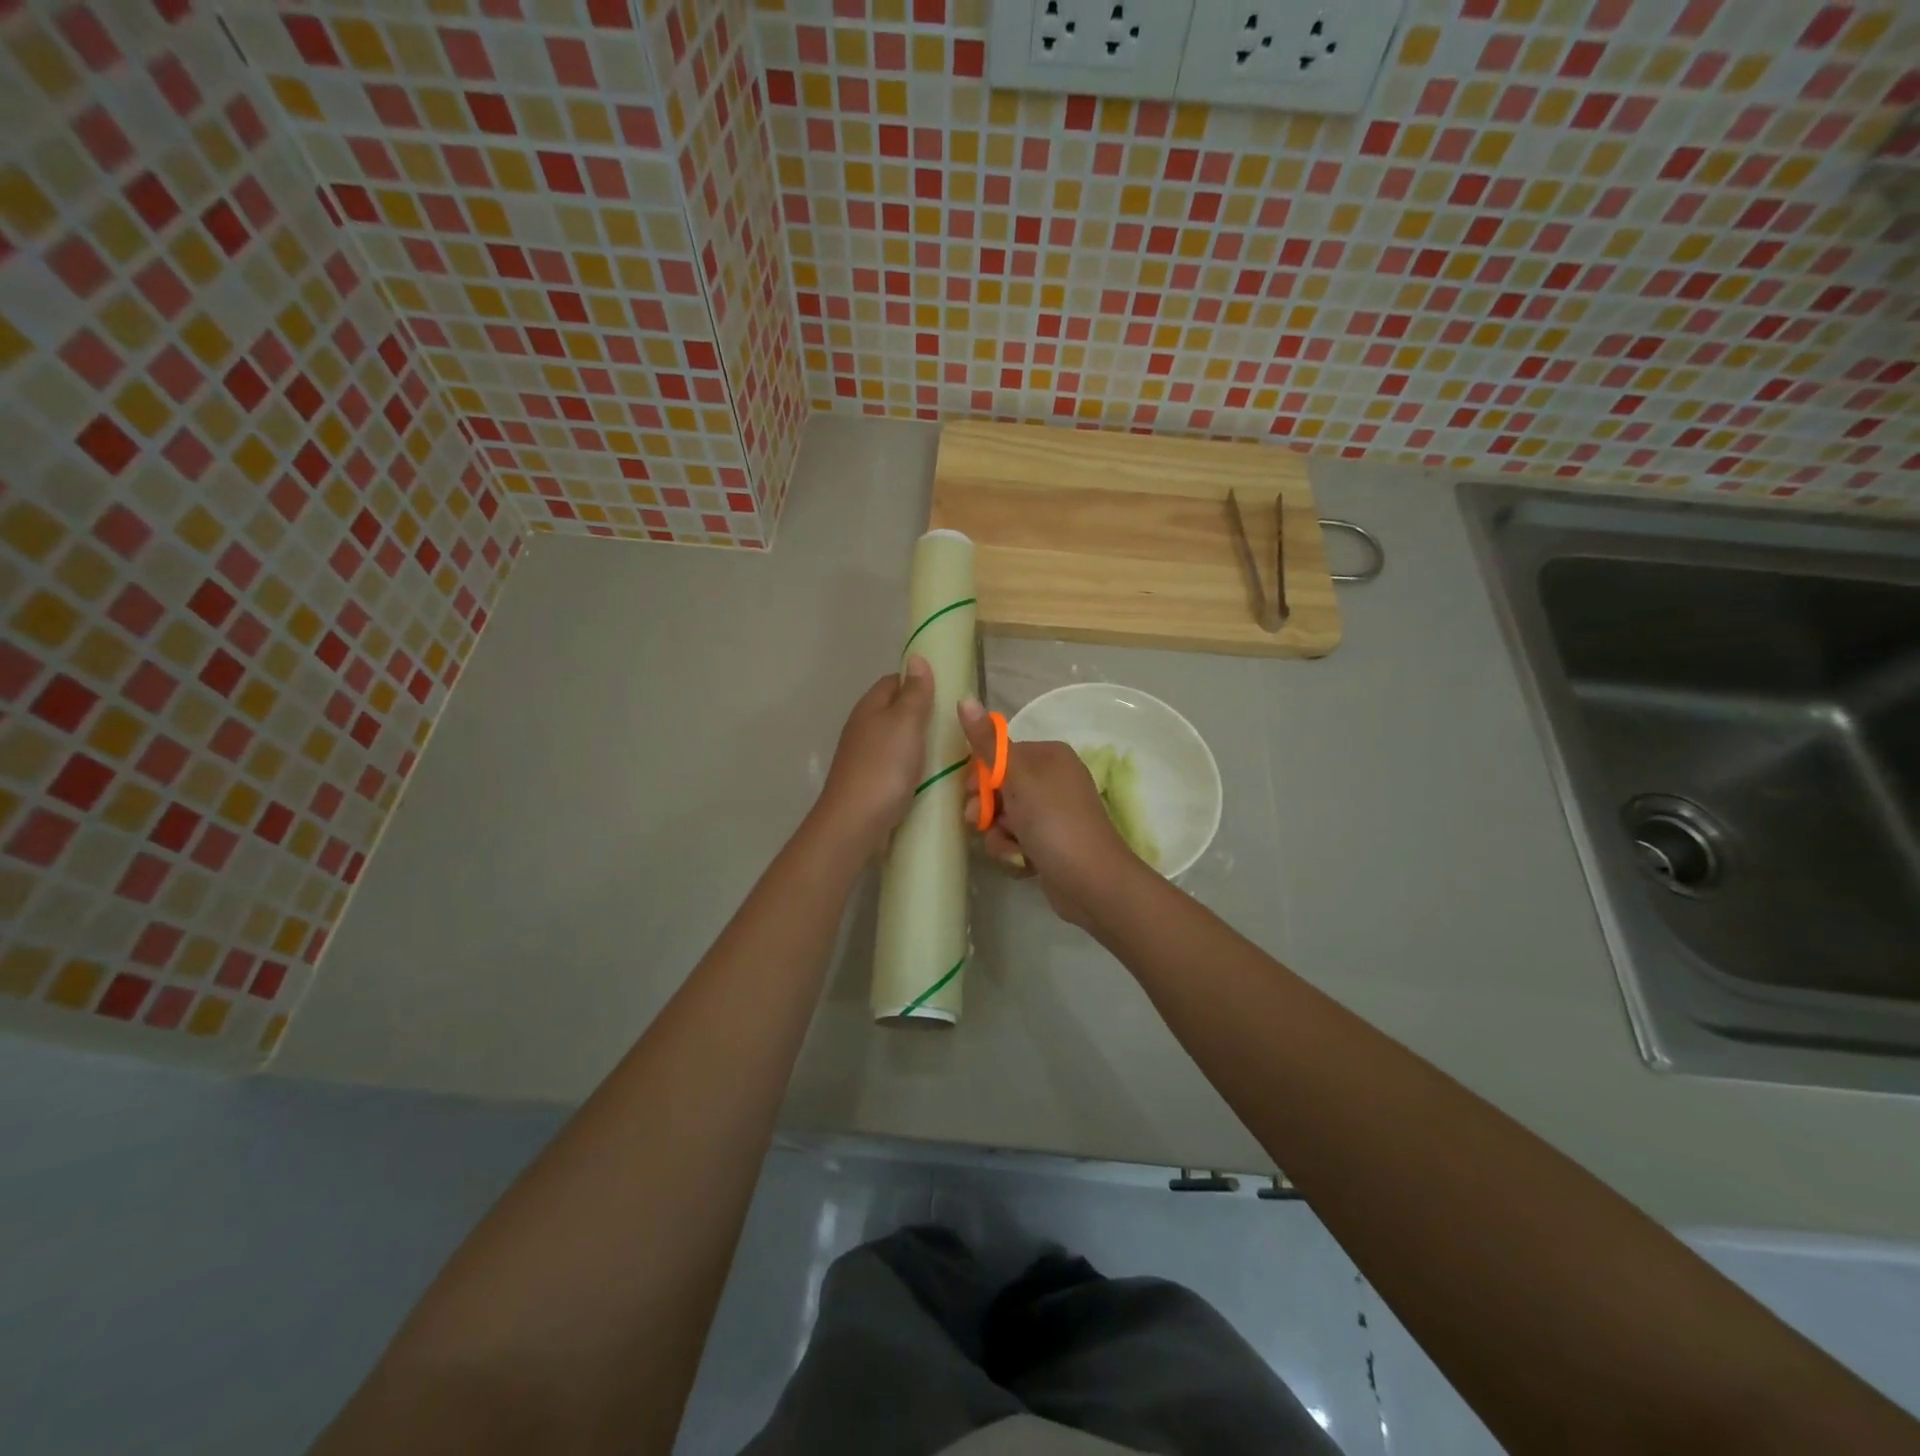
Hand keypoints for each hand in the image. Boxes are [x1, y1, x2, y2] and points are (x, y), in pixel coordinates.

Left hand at [814, 656, 934, 853]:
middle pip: (894, 711)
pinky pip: (894, 765)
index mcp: (869, 707)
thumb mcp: (906, 723)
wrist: (855, 822)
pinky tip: (928, 776)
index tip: (947, 693)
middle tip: (953, 725)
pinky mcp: (868, 782)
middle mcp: (862, 728)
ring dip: (918, 743)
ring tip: (948, 751)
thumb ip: (914, 693)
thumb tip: (916, 658)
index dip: (919, 682)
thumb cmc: (884, 766)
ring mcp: (863, 757)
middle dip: (922, 715)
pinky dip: (911, 767)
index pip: (894, 681)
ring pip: (895, 740)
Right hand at [959, 697, 1138, 927]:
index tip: (971, 794)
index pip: (999, 756)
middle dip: (987, 811)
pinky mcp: (1050, 843)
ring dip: (999, 836)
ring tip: (1013, 849)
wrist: (1093, 882)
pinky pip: (1017, 840)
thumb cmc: (1054, 822)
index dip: (979, 777)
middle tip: (983, 823)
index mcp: (1048, 756)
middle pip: (999, 788)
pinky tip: (1024, 863)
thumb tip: (964, 698)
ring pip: (1004, 818)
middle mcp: (1052, 780)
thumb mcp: (1017, 778)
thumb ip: (988, 743)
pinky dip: (1015, 852)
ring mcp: (1052, 814)